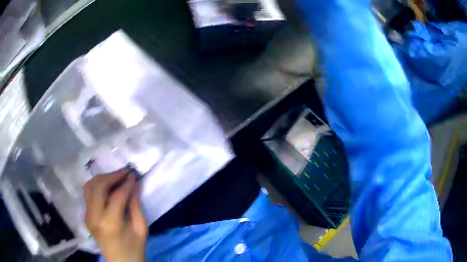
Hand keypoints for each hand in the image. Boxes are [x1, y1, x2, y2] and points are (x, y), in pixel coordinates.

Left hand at [84, 169, 146, 261]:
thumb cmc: (134, 249)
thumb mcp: (140, 229)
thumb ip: (136, 205)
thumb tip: (135, 184)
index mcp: (110, 223)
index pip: (116, 196)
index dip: (126, 183)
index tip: (134, 175)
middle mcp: (94, 216)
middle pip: (99, 186)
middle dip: (112, 175)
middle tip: (125, 172)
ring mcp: (87, 215)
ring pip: (90, 186)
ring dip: (103, 178)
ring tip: (116, 177)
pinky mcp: (86, 215)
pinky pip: (88, 194)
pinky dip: (98, 186)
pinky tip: (108, 188)